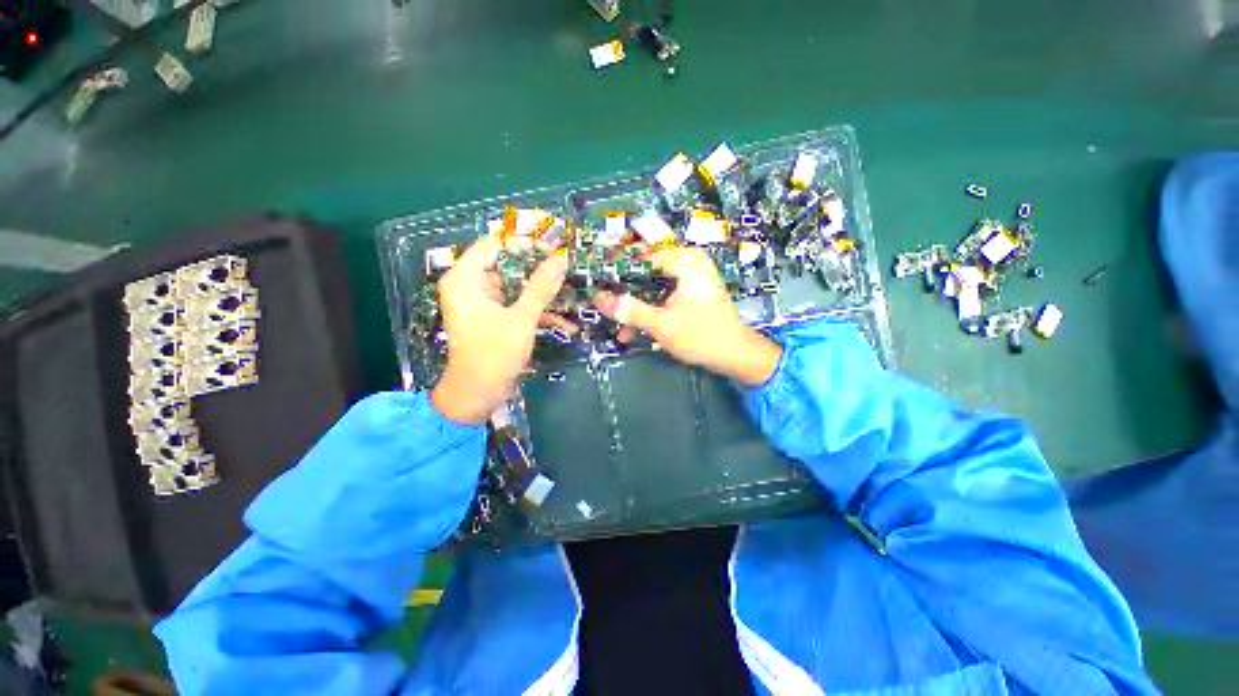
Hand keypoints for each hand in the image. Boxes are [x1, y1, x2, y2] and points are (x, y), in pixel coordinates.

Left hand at [431, 236, 569, 424]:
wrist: (478, 395)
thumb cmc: (493, 354)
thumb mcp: (521, 319)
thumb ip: (541, 287)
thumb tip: (561, 259)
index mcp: (466, 278)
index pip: (495, 245)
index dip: (525, 245)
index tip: (553, 252)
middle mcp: (471, 286)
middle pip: (508, 266)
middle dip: (539, 272)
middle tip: (566, 272)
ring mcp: (483, 303)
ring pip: (517, 288)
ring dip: (543, 295)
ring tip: (571, 295)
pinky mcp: (494, 318)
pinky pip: (517, 306)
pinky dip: (537, 313)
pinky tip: (564, 324)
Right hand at [594, 246, 781, 386]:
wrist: (736, 356)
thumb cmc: (703, 337)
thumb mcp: (662, 325)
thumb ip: (630, 310)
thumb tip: (597, 298)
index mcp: (685, 261)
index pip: (642, 254)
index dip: (617, 268)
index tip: (596, 282)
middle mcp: (687, 262)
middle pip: (644, 268)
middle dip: (624, 290)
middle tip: (602, 303)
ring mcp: (688, 277)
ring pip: (650, 285)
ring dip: (634, 305)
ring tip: (617, 325)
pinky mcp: (687, 292)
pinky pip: (660, 294)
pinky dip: (647, 310)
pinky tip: (633, 331)